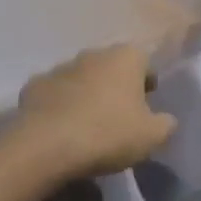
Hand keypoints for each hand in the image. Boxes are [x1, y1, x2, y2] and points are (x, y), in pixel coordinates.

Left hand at [9, 45, 175, 178]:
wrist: (47, 146)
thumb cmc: (108, 134)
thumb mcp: (152, 136)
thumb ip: (166, 124)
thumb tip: (166, 120)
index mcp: (126, 57)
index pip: (145, 63)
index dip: (147, 84)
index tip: (145, 108)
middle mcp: (93, 53)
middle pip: (111, 67)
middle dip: (116, 86)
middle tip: (118, 117)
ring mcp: (60, 67)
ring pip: (81, 78)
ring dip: (86, 94)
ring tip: (87, 125)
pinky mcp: (34, 85)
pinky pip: (54, 93)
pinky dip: (59, 105)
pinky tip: (60, 128)